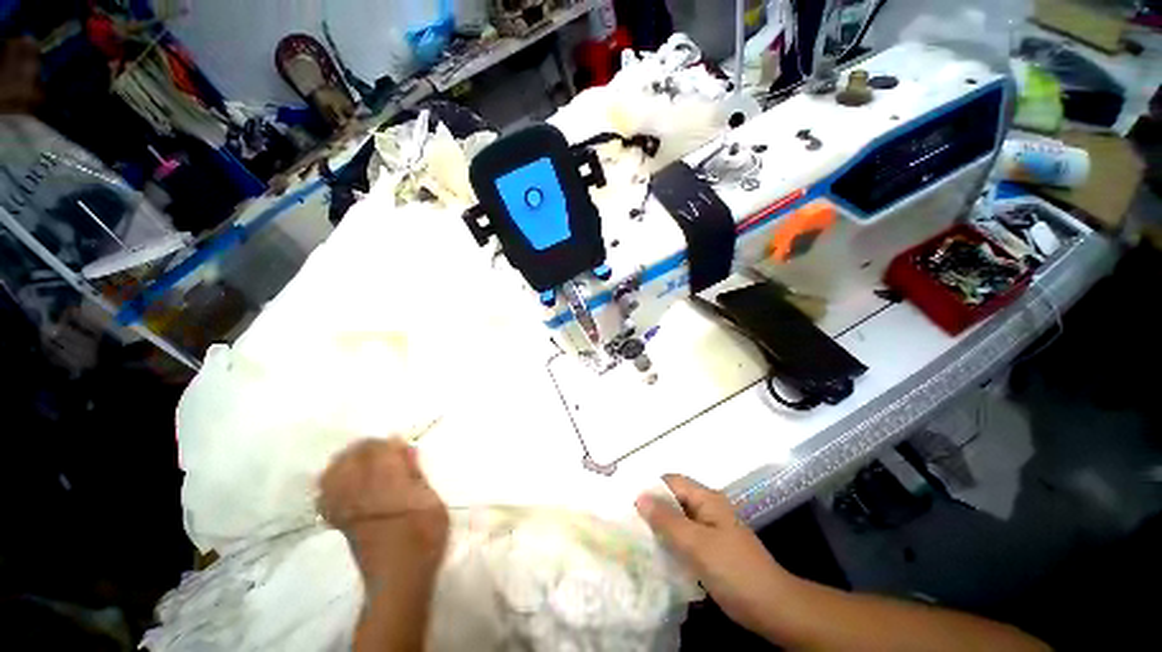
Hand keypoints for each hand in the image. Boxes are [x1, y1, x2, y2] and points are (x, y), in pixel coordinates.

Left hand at [319, 438, 448, 591]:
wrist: (399, 577)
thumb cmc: (424, 536)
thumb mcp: (432, 500)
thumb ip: (416, 473)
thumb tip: (406, 449)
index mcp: (387, 483)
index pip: (379, 448)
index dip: (390, 442)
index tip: (402, 444)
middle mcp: (360, 490)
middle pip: (354, 455)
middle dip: (369, 447)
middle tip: (386, 450)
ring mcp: (344, 505)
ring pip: (334, 470)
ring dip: (348, 459)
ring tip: (364, 460)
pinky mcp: (337, 519)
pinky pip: (324, 492)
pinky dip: (331, 480)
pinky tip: (344, 481)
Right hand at [635, 474, 793, 639]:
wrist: (772, 607)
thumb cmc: (733, 570)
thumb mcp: (696, 543)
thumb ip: (667, 520)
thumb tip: (639, 497)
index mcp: (707, 499)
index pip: (672, 481)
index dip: (651, 488)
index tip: (629, 503)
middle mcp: (707, 509)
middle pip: (674, 500)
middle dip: (653, 509)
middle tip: (628, 522)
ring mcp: (710, 530)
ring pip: (678, 521)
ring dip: (660, 528)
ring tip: (635, 537)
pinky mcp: (710, 550)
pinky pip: (684, 539)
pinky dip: (670, 543)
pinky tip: (655, 554)